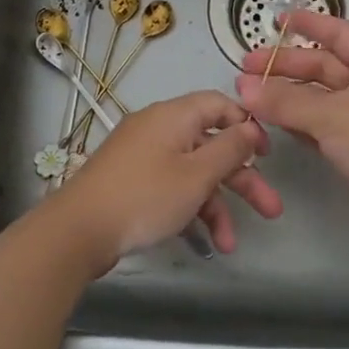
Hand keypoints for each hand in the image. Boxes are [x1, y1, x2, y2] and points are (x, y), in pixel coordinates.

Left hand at [49, 91, 281, 272]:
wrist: (78, 231)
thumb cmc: (145, 196)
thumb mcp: (197, 175)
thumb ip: (230, 149)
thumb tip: (250, 127)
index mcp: (174, 116)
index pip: (219, 105)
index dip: (246, 126)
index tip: (267, 155)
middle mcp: (159, 129)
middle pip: (210, 145)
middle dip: (242, 180)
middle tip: (271, 209)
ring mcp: (142, 157)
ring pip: (192, 173)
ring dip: (216, 206)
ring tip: (230, 243)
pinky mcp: (131, 182)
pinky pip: (171, 187)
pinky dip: (189, 210)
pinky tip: (203, 242)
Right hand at [235, 12, 348, 250]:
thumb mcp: (330, 115)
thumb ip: (285, 100)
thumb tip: (244, 88)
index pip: (339, 33)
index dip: (309, 24)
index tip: (277, 20)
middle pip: (323, 67)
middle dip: (285, 66)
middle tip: (245, 70)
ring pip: (319, 99)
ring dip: (287, 96)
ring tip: (250, 97)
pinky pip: (320, 127)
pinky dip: (297, 123)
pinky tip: (272, 124)